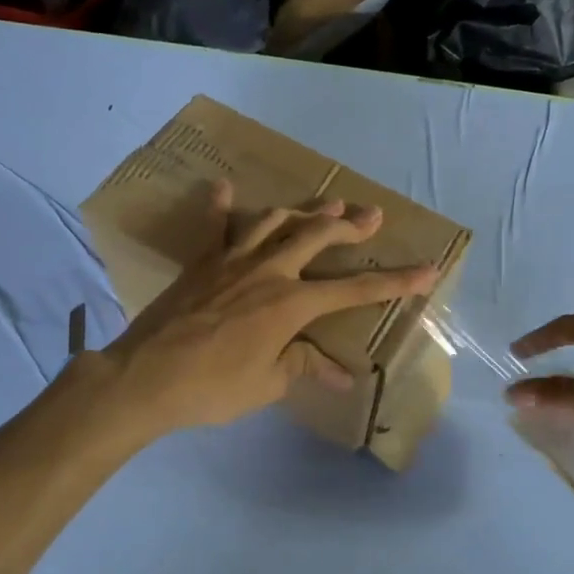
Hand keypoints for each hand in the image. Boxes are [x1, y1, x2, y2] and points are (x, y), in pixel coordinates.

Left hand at [93, 181, 438, 440]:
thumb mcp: (267, 382)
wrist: (145, 377)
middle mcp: (268, 272)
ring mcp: (232, 261)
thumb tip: (341, 376)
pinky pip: (213, 227)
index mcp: (291, 304)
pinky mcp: (201, 263)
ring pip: (274, 223)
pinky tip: (222, 186)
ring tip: (326, 204)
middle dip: (349, 227)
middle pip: (317, 238)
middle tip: (373, 216)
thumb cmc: (213, 387)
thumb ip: (303, 366)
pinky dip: (219, 206)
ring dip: (303, 212)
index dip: (395, 282)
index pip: (354, 291)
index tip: (428, 270)